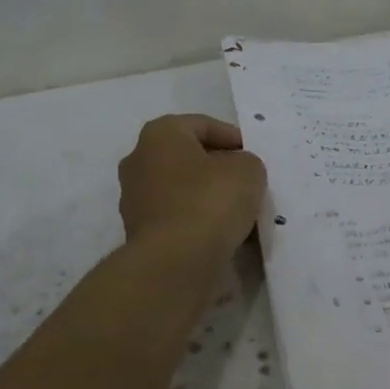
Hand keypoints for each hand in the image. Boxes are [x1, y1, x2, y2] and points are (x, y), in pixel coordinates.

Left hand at [118, 115, 268, 265]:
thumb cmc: (210, 201)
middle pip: (189, 159)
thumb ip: (246, 163)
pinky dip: (200, 225)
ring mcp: (136, 200)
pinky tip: (225, 237)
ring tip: (241, 215)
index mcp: (159, 135)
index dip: (232, 138)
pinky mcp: (141, 235)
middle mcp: (139, 162)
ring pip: (183, 191)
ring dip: (210, 199)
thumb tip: (235, 174)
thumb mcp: (248, 170)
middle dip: (219, 170)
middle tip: (248, 184)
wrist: (175, 263)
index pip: (202, 125)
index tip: (254, 156)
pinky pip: (179, 220)